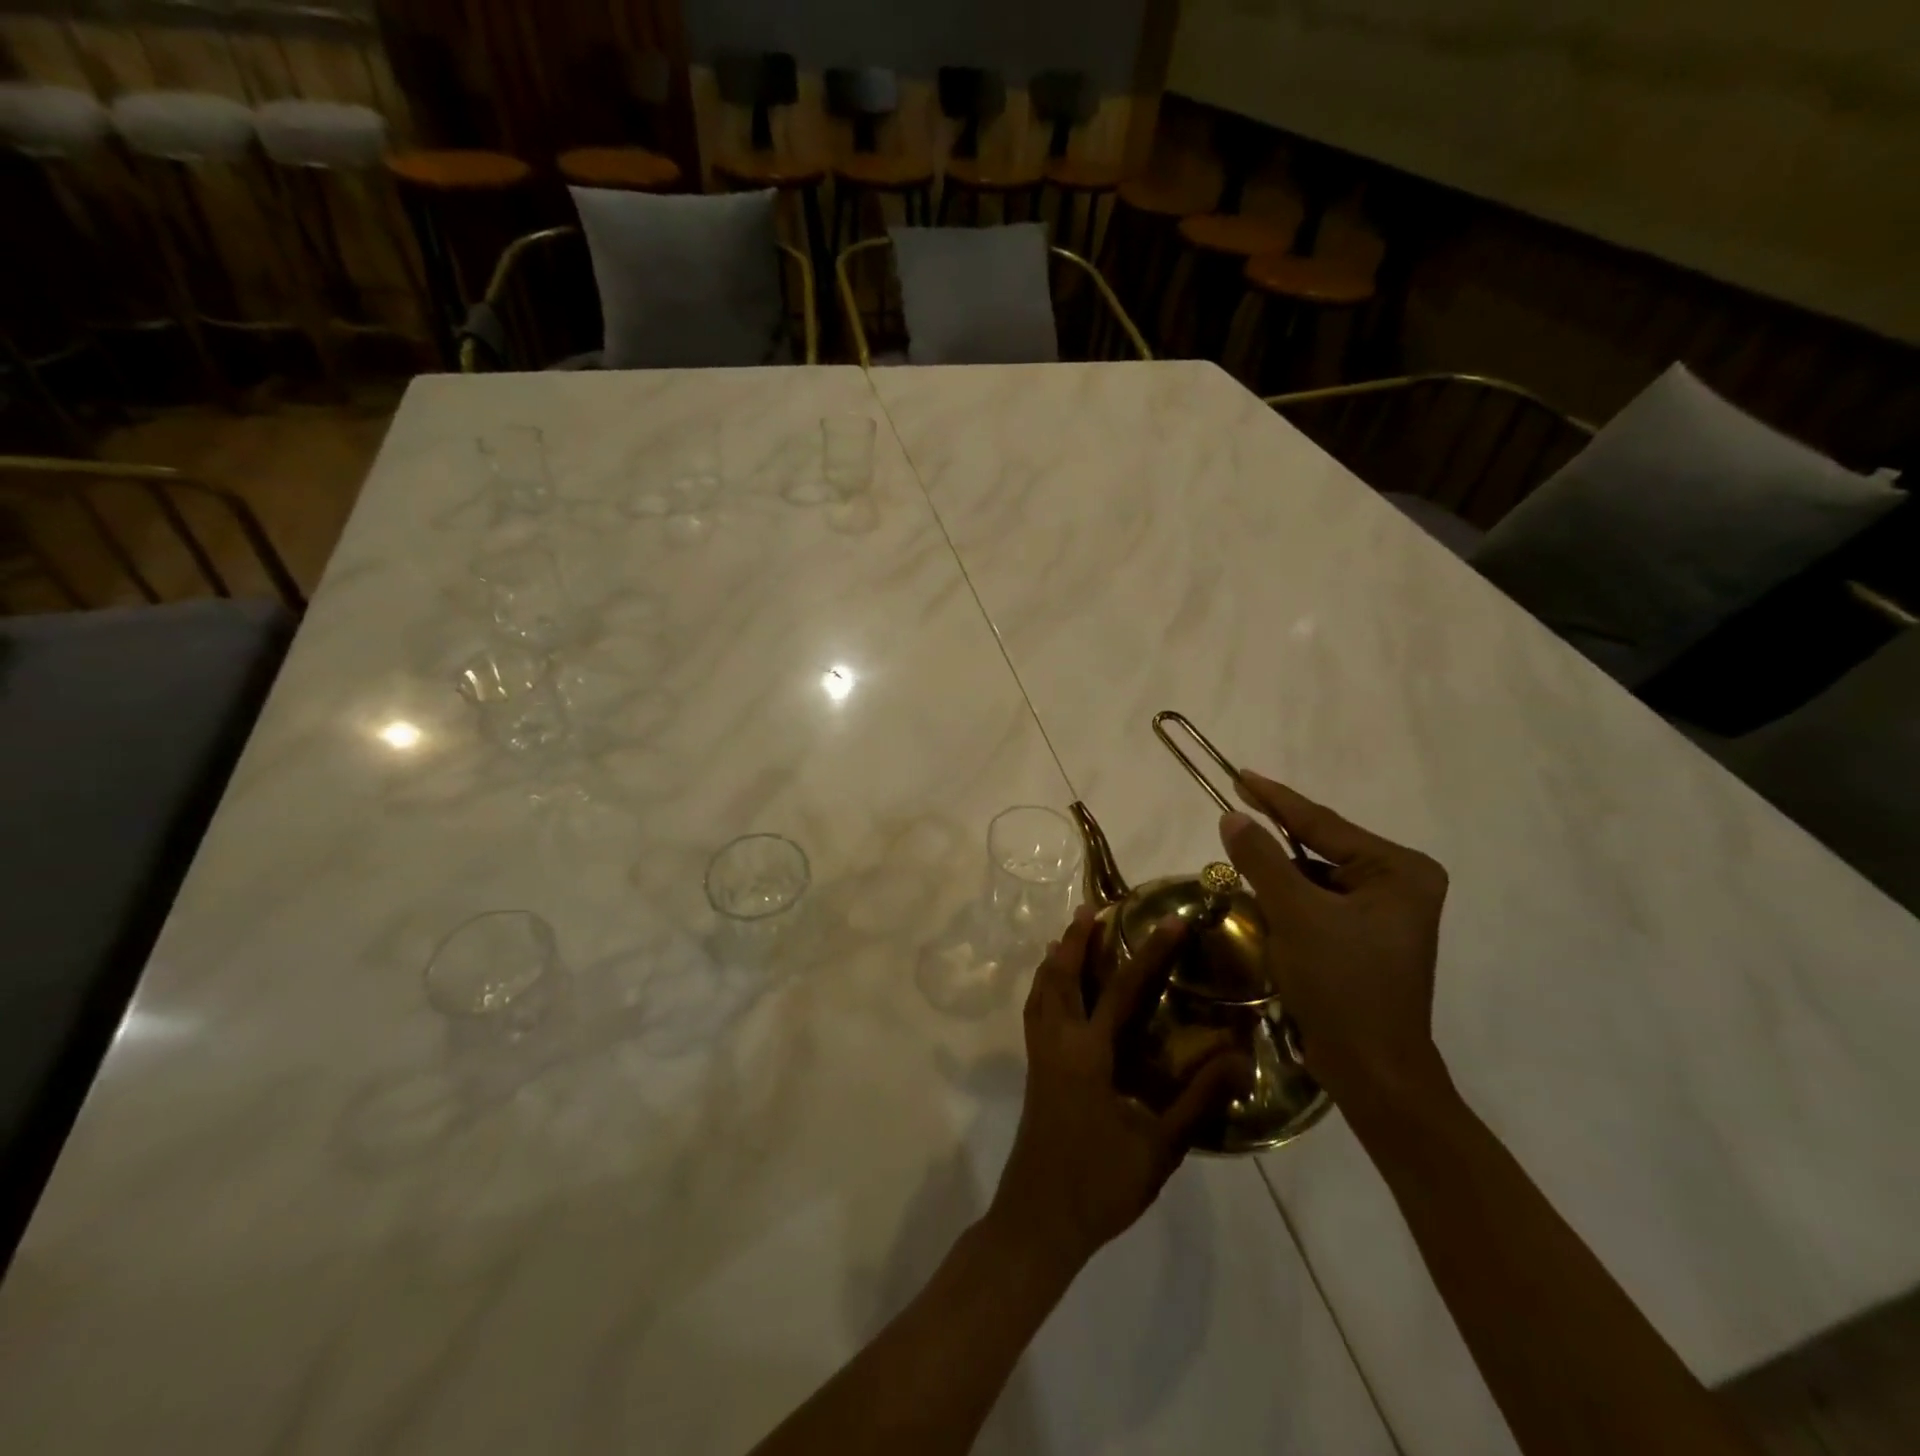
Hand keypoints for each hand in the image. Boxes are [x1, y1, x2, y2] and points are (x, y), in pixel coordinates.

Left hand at [989, 905, 1249, 1274]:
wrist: (1038, 1220)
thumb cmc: (1100, 1184)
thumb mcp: (1158, 1147)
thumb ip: (1197, 1100)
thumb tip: (1240, 1059)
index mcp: (1088, 1053)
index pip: (1121, 988)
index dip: (1149, 952)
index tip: (1169, 921)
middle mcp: (1058, 1042)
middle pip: (1062, 975)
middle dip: (1076, 938)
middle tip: (1092, 909)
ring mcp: (1039, 1054)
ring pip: (1041, 990)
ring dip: (1056, 958)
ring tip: (1069, 935)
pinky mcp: (1034, 1069)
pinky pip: (1034, 1010)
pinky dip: (1044, 985)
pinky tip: (1055, 990)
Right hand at [1218, 771, 1450, 1109]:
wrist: (1372, 1070)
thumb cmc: (1341, 984)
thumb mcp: (1295, 914)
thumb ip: (1263, 859)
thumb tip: (1233, 817)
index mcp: (1399, 871)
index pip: (1323, 824)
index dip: (1276, 799)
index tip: (1239, 774)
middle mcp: (1400, 884)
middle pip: (1321, 850)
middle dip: (1276, 844)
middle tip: (1232, 818)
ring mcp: (1386, 914)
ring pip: (1315, 878)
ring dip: (1279, 879)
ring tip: (1242, 871)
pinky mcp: (1367, 938)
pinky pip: (1319, 903)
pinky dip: (1289, 903)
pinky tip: (1266, 910)